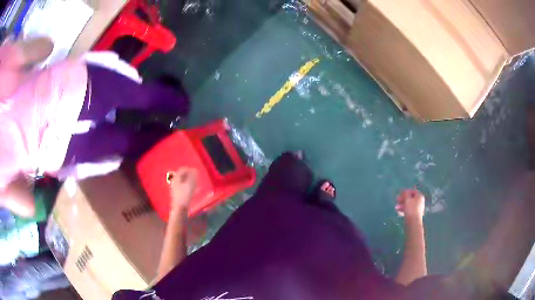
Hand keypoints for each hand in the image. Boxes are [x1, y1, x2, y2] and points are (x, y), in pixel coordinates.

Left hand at [169, 168, 197, 212]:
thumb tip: (194, 170)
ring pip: (183, 181)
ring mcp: (175, 188)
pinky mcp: (177, 194)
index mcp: (177, 178)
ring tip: (196, 185)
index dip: (189, 170)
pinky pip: (183, 187)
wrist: (180, 208)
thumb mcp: (190, 184)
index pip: (182, 169)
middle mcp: (174, 181)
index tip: (196, 172)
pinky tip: (193, 191)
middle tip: (196, 178)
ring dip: (189, 181)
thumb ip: (193, 176)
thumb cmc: (185, 195)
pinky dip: (188, 187)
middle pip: (182, 175)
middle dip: (190, 176)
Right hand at [395, 189, 424, 219]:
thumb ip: (405, 194)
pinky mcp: (414, 214)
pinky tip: (398, 212)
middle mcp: (419, 201)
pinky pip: (408, 210)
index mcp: (419, 196)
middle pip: (410, 198)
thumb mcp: (407, 199)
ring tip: (396, 207)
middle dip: (402, 199)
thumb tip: (404, 191)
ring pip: (408, 204)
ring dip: (402, 205)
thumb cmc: (411, 209)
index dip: (406, 191)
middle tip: (396, 199)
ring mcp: (417, 208)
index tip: (400, 193)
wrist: (413, 223)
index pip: (413, 191)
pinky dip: (403, 210)